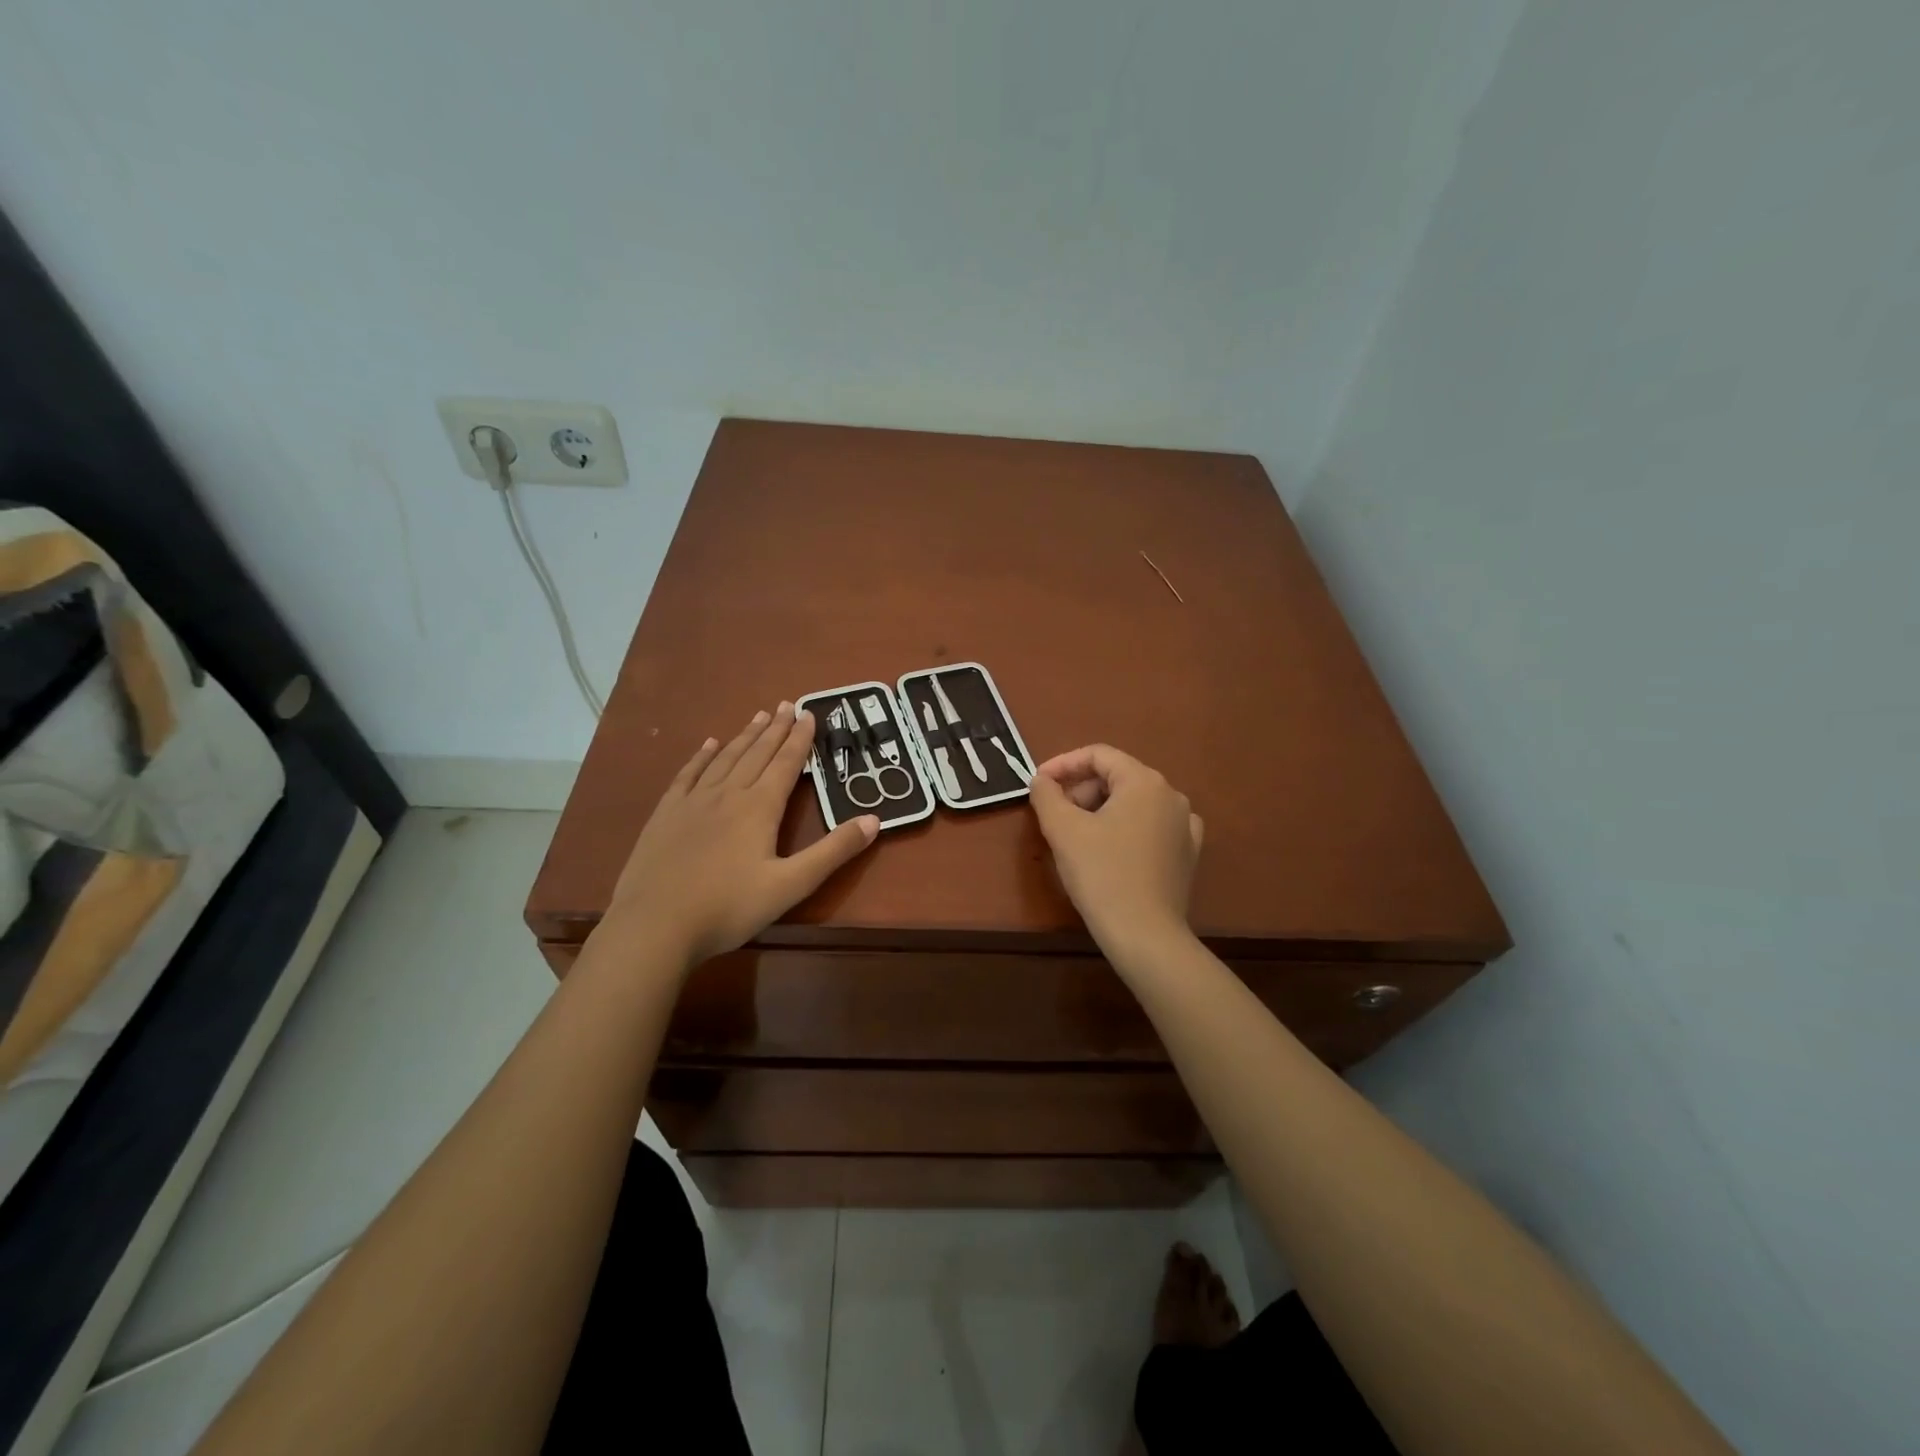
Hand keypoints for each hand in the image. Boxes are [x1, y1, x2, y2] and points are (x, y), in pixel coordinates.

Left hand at [599, 703, 879, 968]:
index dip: (800, 739)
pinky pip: (688, 774)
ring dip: (745, 736)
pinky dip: (702, 756)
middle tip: (787, 704)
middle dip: (775, 729)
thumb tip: (874, 820)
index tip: (810, 714)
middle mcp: (728, 794)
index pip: (786, 763)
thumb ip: (833, 852)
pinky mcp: (666, 814)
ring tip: (758, 716)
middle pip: (756, 753)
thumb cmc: (728, 908)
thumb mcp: (791, 885)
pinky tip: (709, 744)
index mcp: (759, 807)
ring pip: (725, 758)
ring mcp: (693, 801)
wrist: (655, 925)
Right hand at [1028, 744, 1203, 952]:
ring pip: (1133, 802)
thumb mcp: (1063, 830)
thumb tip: (1041, 781)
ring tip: (1076, 835)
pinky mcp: (1187, 853)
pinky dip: (1126, 828)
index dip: (1063, 764)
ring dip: (1100, 809)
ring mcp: (1184, 825)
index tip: (1038, 784)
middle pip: (1117, 777)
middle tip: (1054, 815)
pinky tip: (1112, 849)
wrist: (1145, 935)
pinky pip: (1151, 827)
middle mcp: (1171, 795)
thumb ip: (1046, 795)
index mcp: (1144, 781)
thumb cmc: (1101, 875)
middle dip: (1081, 790)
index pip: (1098, 755)